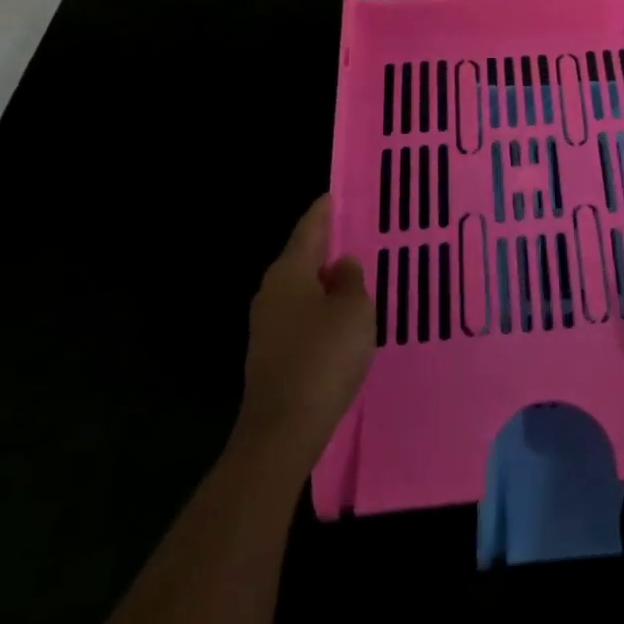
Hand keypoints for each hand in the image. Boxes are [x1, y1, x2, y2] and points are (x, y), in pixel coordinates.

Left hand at [234, 196, 375, 475]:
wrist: (282, 429)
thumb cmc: (323, 357)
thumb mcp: (353, 310)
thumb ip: (351, 280)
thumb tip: (341, 266)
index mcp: (289, 273)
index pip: (309, 229)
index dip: (324, 211)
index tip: (335, 194)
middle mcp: (272, 293)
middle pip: (302, 258)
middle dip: (326, 246)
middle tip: (355, 232)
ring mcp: (268, 326)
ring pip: (302, 290)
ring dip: (326, 281)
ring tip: (356, 274)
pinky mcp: (272, 354)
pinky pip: (302, 317)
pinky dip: (321, 309)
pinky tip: (342, 318)